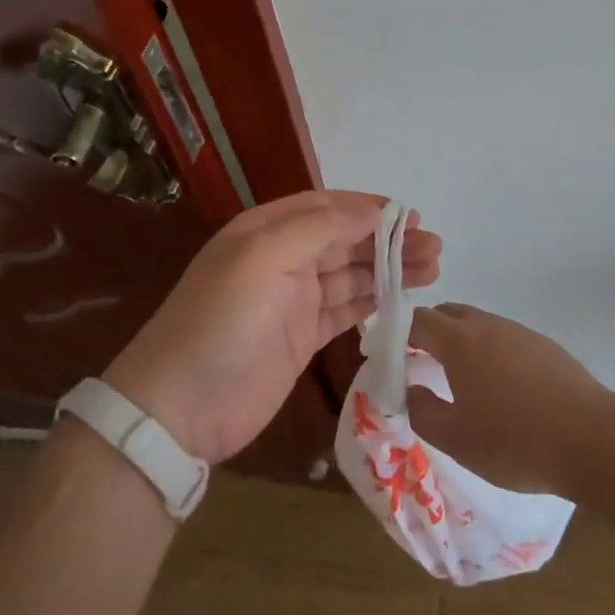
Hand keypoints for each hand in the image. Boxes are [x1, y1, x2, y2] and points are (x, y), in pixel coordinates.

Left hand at [105, 191, 440, 463]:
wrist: (180, 407)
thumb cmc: (222, 319)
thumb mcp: (264, 257)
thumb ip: (320, 228)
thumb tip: (372, 211)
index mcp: (268, 229)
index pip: (328, 207)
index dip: (369, 209)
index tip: (412, 216)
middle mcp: (283, 258)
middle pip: (346, 240)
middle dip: (389, 239)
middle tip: (434, 247)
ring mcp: (294, 300)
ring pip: (352, 274)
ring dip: (390, 268)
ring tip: (433, 268)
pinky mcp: (303, 338)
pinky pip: (347, 310)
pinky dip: (375, 301)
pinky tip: (404, 297)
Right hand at [406, 304, 608, 497]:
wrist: (591, 438)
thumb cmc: (515, 441)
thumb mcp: (458, 440)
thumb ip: (423, 412)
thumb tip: (410, 390)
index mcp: (460, 341)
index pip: (418, 320)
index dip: (397, 333)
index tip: (388, 354)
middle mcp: (487, 325)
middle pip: (448, 313)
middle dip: (428, 331)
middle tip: (419, 362)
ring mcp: (518, 331)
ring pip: (478, 323)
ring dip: (460, 340)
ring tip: (458, 378)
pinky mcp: (543, 345)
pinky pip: (503, 337)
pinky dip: (488, 350)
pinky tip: (499, 387)